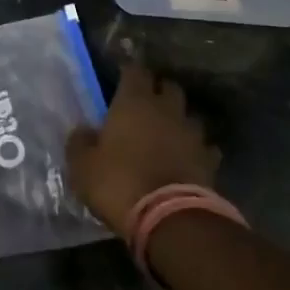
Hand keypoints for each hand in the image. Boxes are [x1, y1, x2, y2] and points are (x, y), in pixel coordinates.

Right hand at [66, 62, 218, 238]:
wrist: (169, 218)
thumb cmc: (118, 183)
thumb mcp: (82, 166)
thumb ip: (80, 142)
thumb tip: (83, 130)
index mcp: (134, 102)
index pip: (135, 70)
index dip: (129, 71)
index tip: (121, 76)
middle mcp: (166, 109)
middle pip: (168, 87)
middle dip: (159, 90)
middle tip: (145, 103)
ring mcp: (192, 134)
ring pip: (189, 115)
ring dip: (179, 120)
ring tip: (167, 132)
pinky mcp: (210, 160)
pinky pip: (204, 147)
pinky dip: (196, 149)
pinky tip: (187, 159)